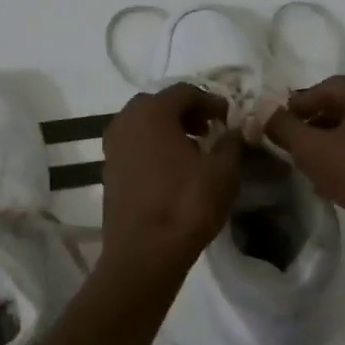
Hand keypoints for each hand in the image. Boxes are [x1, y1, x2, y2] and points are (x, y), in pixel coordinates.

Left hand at [101, 84, 242, 269]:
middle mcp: (125, 122)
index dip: (211, 101)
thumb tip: (236, 131)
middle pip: (159, 104)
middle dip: (186, 113)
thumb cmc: (186, 205)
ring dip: (168, 130)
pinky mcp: (108, 171)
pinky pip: (134, 146)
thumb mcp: (223, 171)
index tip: (229, 119)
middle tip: (209, 130)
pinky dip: (153, 148)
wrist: (144, 253)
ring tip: (193, 151)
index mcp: (152, 112)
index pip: (185, 91)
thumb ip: (232, 143)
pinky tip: (173, 170)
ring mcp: (112, 147)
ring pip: (143, 125)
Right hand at [264, 75, 344, 271]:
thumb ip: (284, 127)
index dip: (297, 105)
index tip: (277, 123)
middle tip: (293, 144)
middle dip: (316, 124)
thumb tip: (263, 110)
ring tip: (314, 164)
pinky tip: (343, 178)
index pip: (325, 87)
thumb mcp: (313, 150)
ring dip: (336, 142)